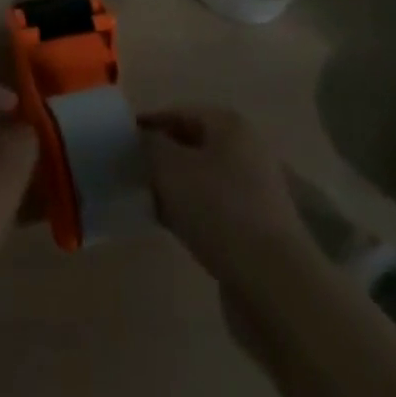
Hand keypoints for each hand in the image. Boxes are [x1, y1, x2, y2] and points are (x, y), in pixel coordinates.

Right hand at [139, 106, 312, 281]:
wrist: (273, 284)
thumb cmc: (219, 208)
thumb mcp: (170, 167)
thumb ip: (150, 145)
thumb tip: (142, 139)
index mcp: (230, 125)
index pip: (180, 113)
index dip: (150, 124)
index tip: (122, 141)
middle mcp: (246, 152)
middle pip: (192, 146)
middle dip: (161, 158)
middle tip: (130, 171)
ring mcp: (253, 193)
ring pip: (201, 181)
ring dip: (173, 188)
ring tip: (144, 199)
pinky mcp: (254, 231)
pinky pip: (212, 211)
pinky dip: (189, 213)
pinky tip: (167, 225)